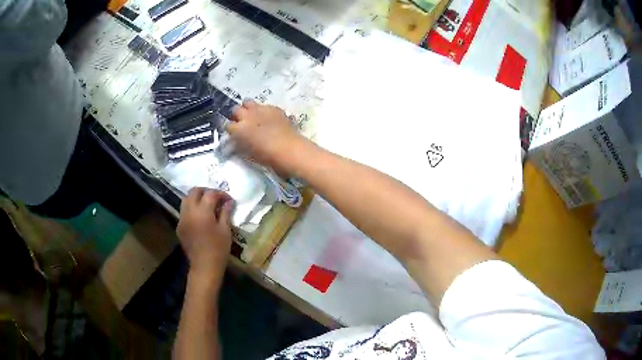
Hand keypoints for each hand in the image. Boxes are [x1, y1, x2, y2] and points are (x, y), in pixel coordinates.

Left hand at [177, 188, 234, 277]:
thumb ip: (226, 212)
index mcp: (202, 212)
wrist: (204, 266)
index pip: (210, 194)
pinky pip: (184, 212)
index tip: (228, 200)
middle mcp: (189, 212)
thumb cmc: (218, 249)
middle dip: (205, 191)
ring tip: (207, 205)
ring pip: (186, 200)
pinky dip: (192, 209)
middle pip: (194, 191)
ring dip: (196, 198)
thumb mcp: (225, 230)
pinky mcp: (179, 227)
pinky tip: (200, 218)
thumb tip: (229, 201)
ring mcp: (182, 219)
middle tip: (216, 198)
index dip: (221, 194)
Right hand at [227, 99, 304, 174]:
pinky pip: (265, 105)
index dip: (231, 129)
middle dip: (237, 115)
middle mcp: (247, 116)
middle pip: (235, 109)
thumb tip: (237, 141)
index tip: (234, 133)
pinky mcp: (273, 108)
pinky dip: (264, 111)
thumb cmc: (267, 157)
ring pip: (248, 102)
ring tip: (254, 116)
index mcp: (238, 129)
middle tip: (243, 122)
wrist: (288, 149)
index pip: (227, 125)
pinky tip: (269, 118)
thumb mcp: (248, 154)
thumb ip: (240, 145)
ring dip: (249, 108)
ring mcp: (260, 109)